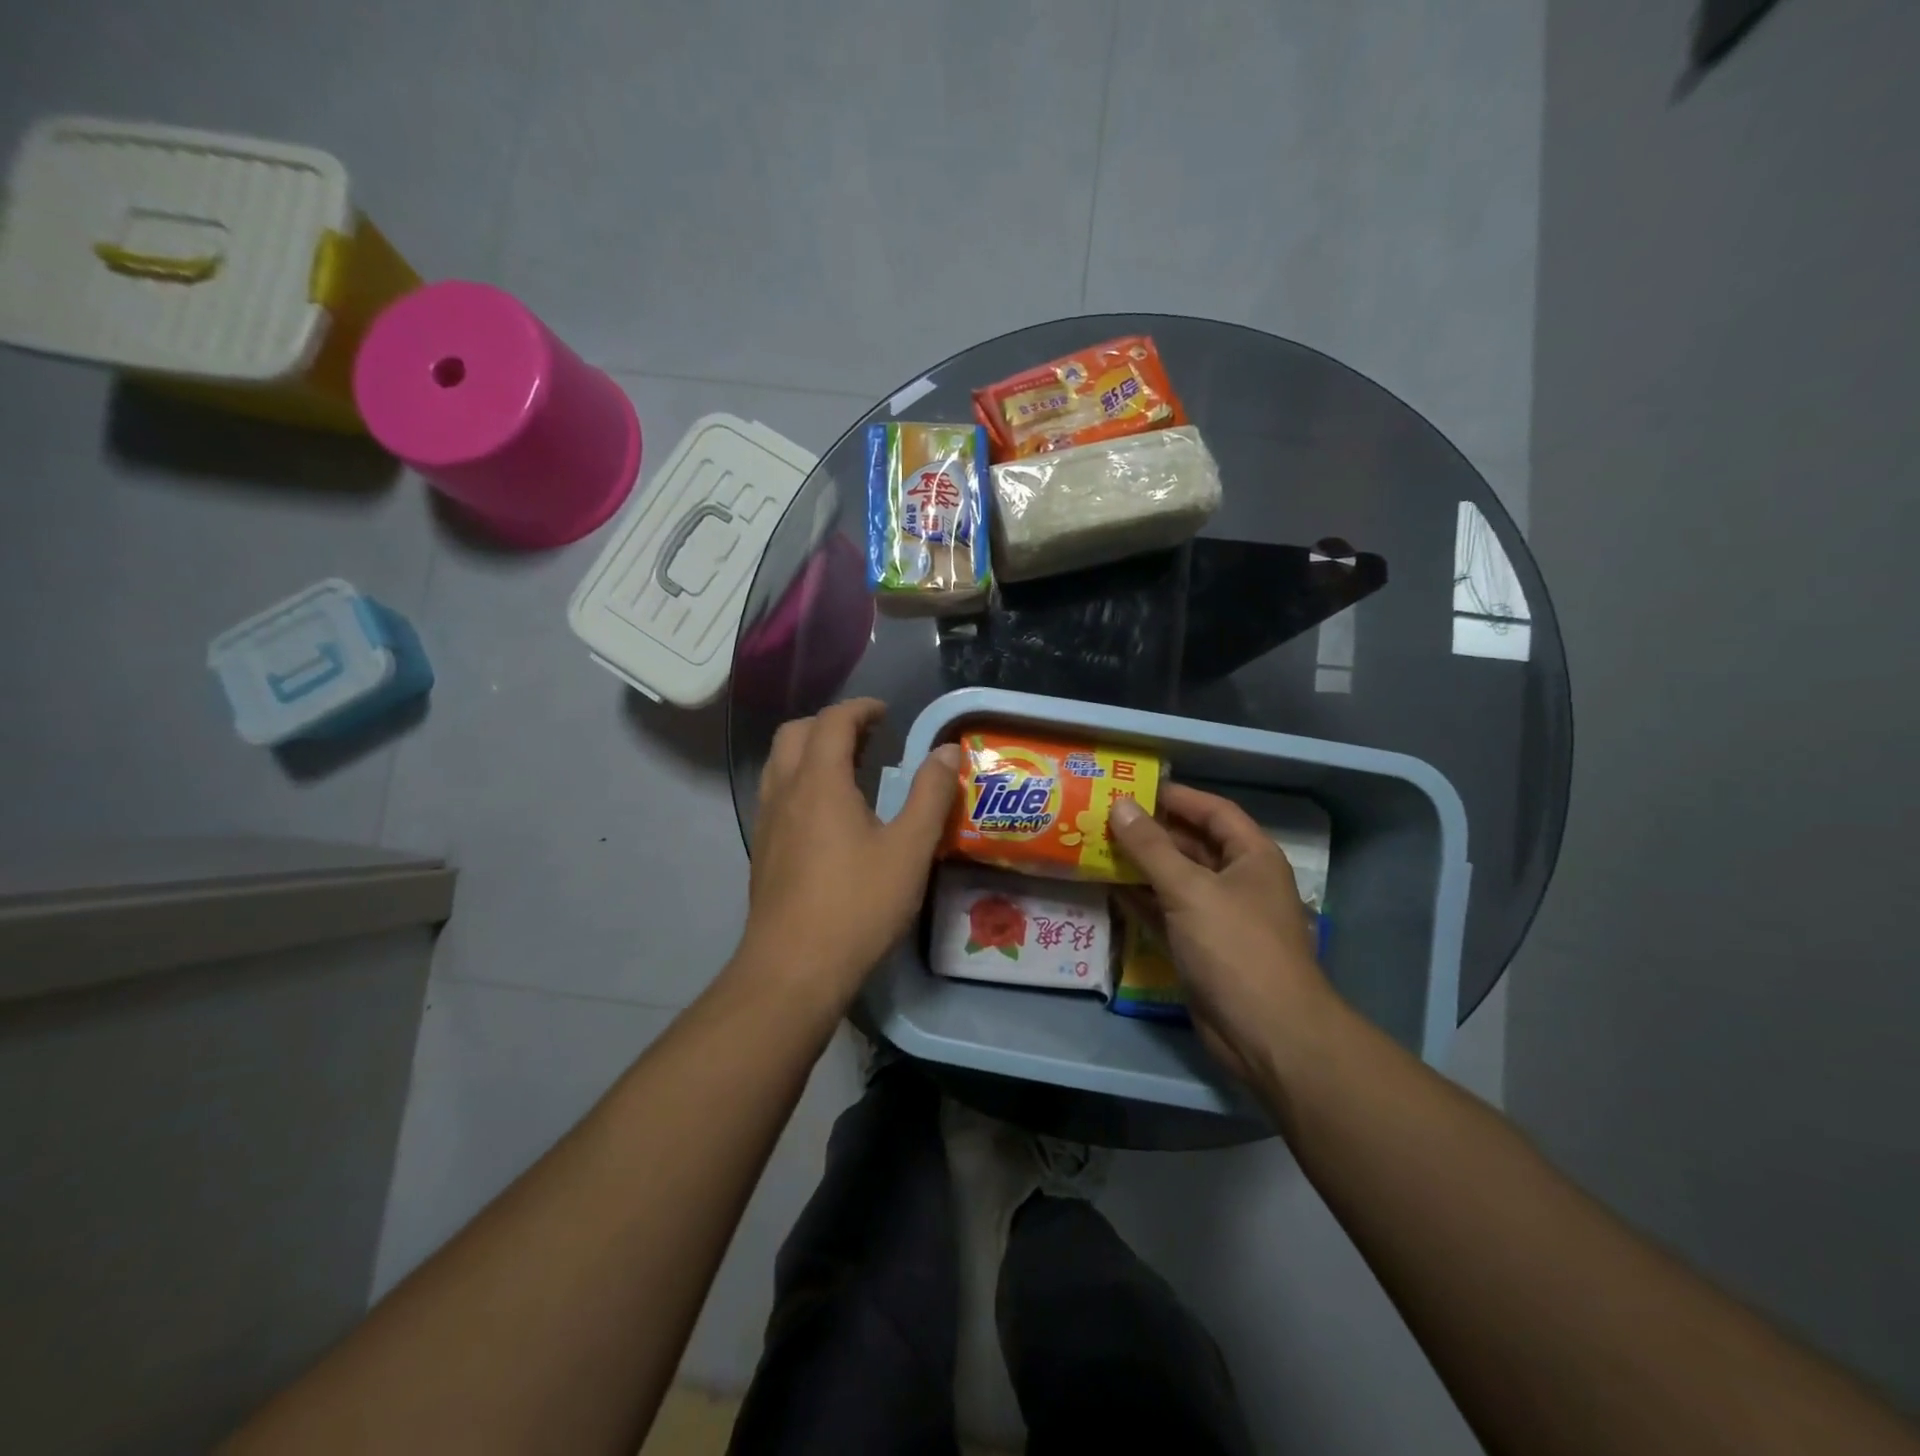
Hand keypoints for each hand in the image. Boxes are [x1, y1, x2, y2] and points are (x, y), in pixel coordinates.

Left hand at [738, 698, 960, 1010]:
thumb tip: (946, 750)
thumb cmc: (857, 904)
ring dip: (812, 751)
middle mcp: (785, 791)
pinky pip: (777, 793)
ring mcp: (768, 821)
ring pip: (781, 763)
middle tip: (869, 738)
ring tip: (850, 769)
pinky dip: (801, 781)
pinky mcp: (764, 849)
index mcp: (819, 782)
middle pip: (796, 733)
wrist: (793, 968)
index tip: (887, 714)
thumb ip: (931, 794)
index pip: (833, 721)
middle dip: (832, 724)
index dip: (861, 709)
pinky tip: (829, 814)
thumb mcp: (909, 848)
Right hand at [1110, 785, 1334, 1089]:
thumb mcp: (1190, 890)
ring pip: (1174, 880)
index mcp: (1251, 857)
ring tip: (1096, 846)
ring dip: (1140, 866)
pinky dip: (1140, 901)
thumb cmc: (1236, 947)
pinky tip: (1108, 888)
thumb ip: (1152, 847)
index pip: (1214, 812)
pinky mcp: (1199, 948)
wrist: (1267, 1034)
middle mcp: (1237, 882)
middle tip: (1104, 816)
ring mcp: (1218, 917)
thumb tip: (1120, 805)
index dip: (1178, 797)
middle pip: (1191, 845)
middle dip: (1151, 832)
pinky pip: (1165, 913)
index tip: (1135, 787)